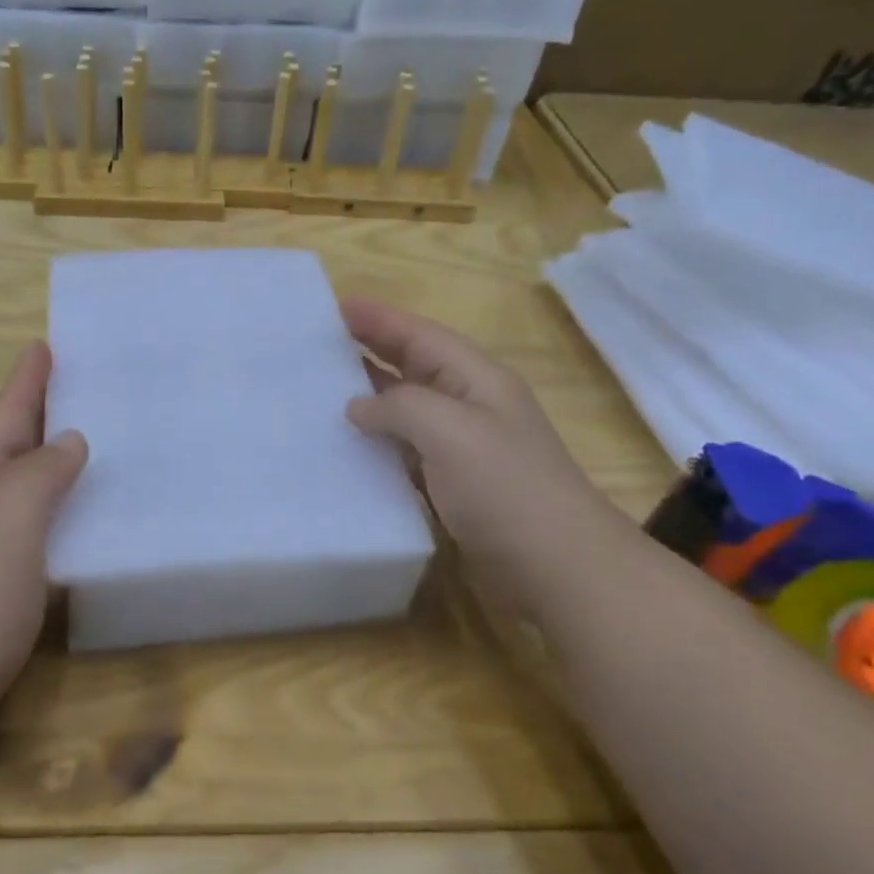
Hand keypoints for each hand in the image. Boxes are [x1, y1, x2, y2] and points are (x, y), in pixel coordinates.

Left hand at [0, 342, 86, 723]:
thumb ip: (40, 474)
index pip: (6, 411)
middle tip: (89, 382)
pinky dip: (59, 495)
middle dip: (44, 406)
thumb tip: (70, 440)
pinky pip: (34, 512)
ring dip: (53, 449)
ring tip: (96, 431)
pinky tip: (84, 503)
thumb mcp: (8, 523)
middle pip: (13, 437)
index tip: (46, 343)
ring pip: (24, 473)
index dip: (27, 378)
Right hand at [342, 298, 618, 618]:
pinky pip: (403, 453)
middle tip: (318, 345)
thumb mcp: (451, 430)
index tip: (334, 306)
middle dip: (369, 350)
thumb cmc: (506, 488)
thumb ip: (399, 406)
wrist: (556, 566)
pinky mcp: (451, 487)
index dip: (379, 319)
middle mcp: (468, 407)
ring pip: (405, 411)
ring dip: (367, 399)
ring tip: (320, 392)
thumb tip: (358, 408)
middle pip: (412, 367)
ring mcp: (461, 449)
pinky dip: (375, 445)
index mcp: (476, 380)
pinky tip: (346, 449)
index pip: (420, 336)